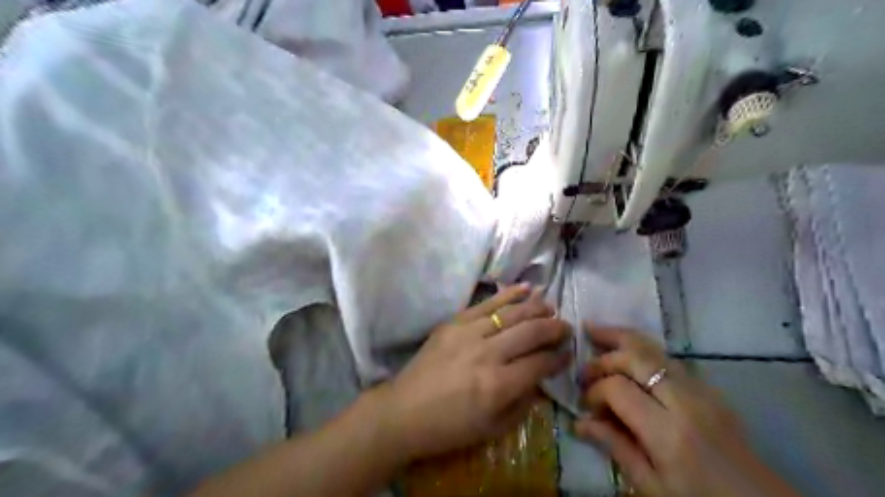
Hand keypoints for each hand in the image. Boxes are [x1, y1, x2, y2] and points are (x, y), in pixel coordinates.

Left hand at [384, 283, 570, 461]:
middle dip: (554, 329)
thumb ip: (523, 404)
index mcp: (499, 385)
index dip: (559, 357)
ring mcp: (469, 333)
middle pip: (531, 332)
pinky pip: (486, 304)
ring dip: (536, 308)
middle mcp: (488, 354)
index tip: (568, 353)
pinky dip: (508, 294)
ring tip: (550, 306)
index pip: (540, 363)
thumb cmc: (449, 427)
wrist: (404, 411)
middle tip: (566, 327)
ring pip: (512, 314)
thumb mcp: (493, 428)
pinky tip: (526, 288)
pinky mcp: (454, 322)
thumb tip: (541, 379)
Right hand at [574, 325, 803, 496]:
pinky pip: (669, 358)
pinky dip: (642, 349)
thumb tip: (579, 423)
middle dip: (604, 356)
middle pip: (636, 358)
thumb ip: (615, 447)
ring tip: (595, 330)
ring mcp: (701, 390)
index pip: (619, 389)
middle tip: (583, 366)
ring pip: (654, 348)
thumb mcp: (652, 485)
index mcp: (668, 432)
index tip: (585, 404)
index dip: (595, 391)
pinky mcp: (709, 387)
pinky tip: (627, 351)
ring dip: (621, 338)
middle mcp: (685, 401)